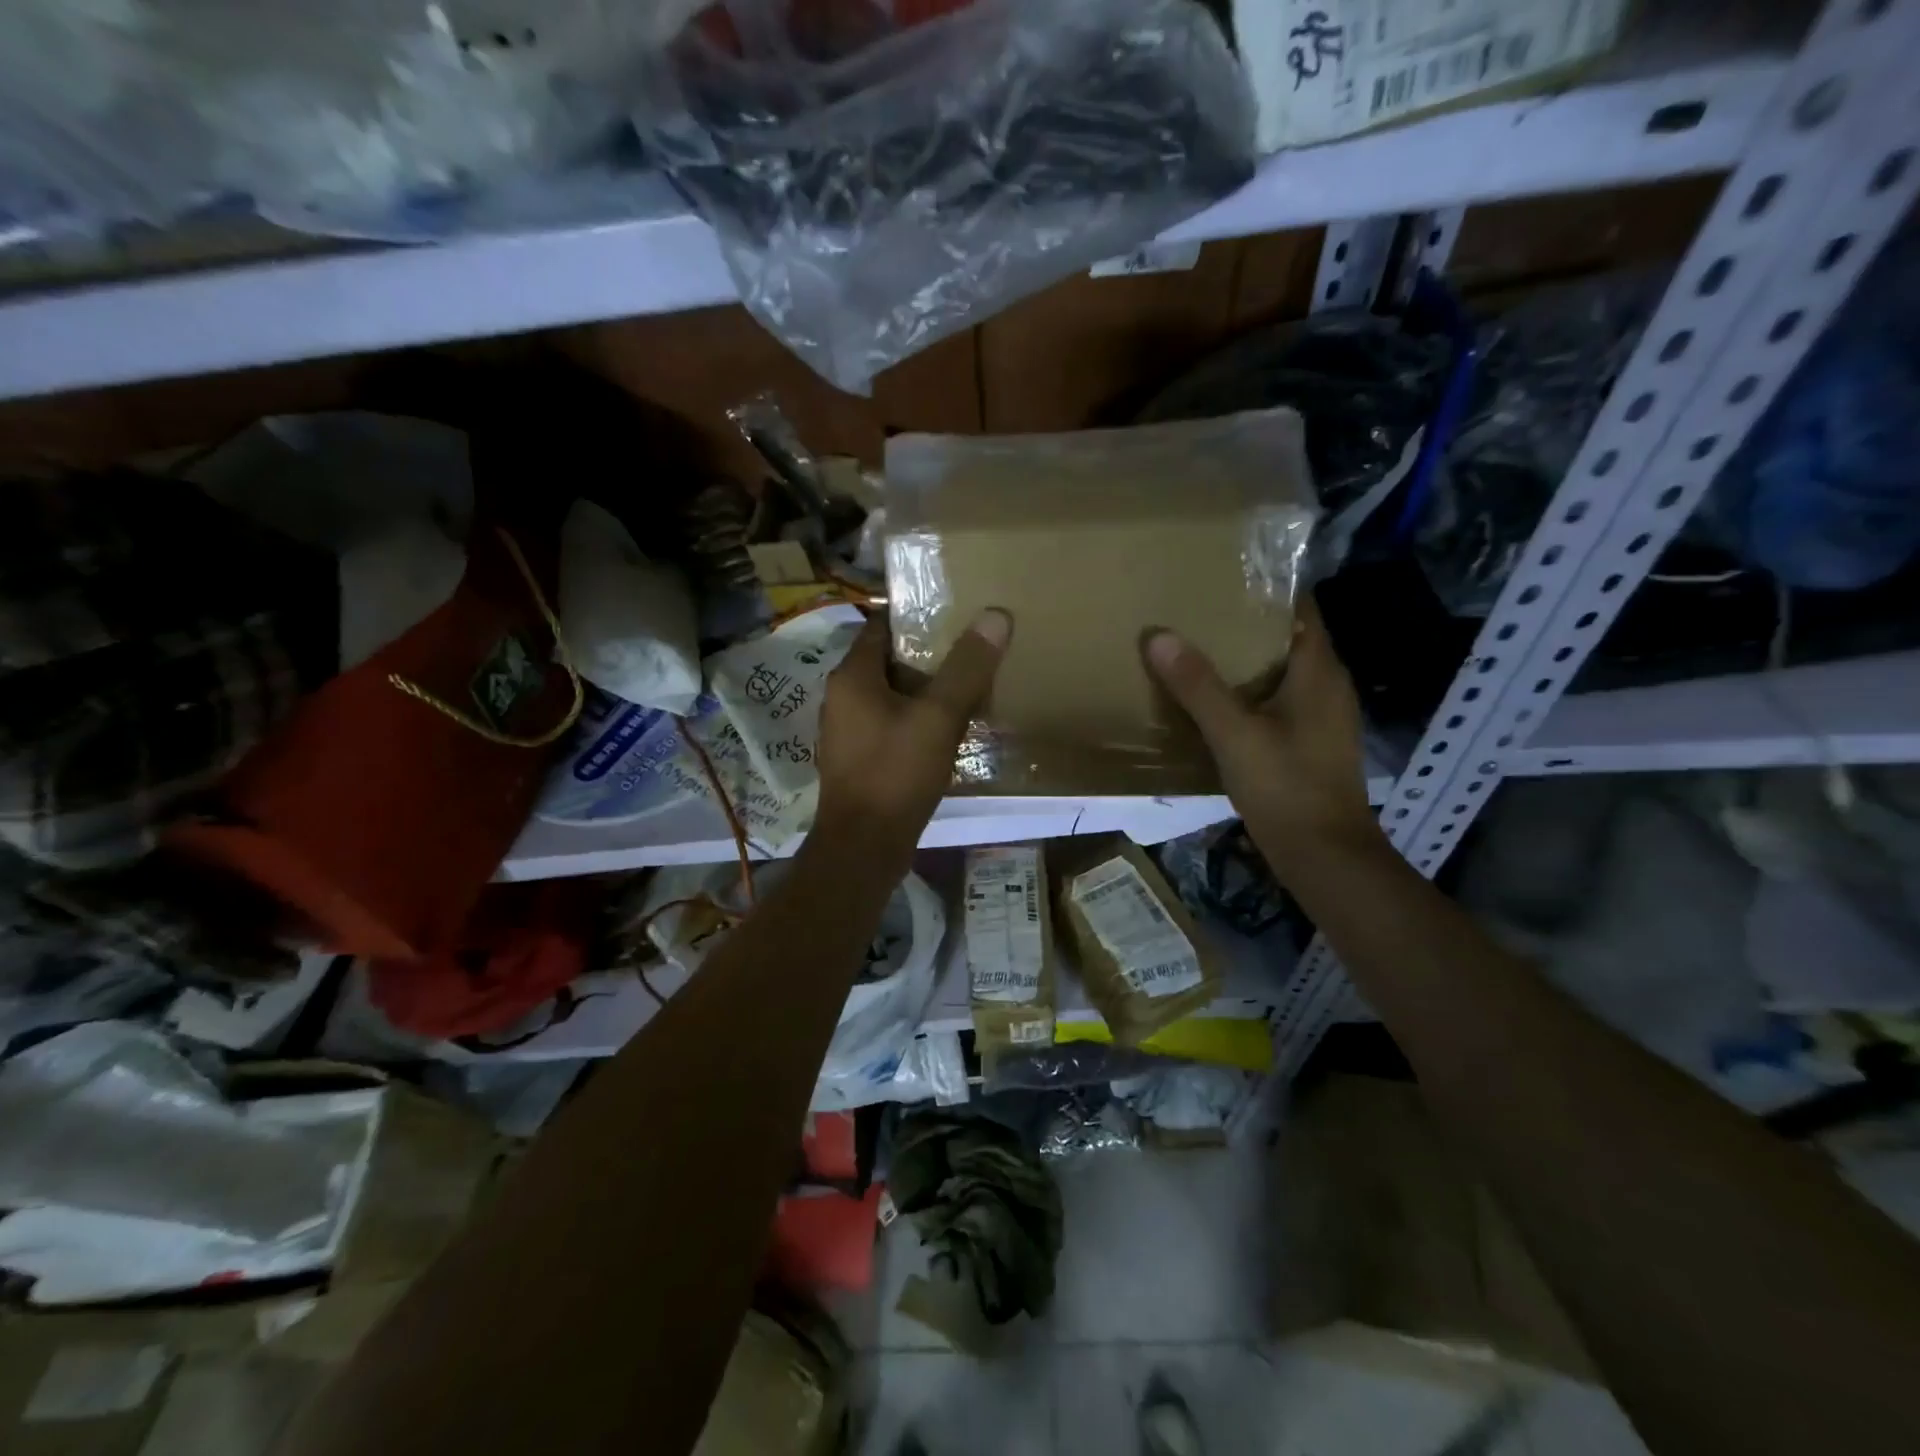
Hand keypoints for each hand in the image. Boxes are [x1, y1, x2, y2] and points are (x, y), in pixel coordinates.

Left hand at [813, 609, 1010, 857]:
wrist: (864, 847)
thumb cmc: (895, 774)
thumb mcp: (938, 717)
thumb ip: (966, 668)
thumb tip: (995, 616)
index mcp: (852, 676)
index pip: (881, 625)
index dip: (917, 616)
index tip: (956, 613)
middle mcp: (843, 697)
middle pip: (890, 661)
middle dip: (930, 655)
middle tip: (973, 650)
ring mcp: (850, 730)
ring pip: (893, 695)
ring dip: (927, 690)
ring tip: (971, 686)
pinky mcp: (861, 758)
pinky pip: (893, 724)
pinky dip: (919, 719)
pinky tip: (950, 729)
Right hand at [1145, 596, 1383, 870]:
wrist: (1324, 856)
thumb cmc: (1286, 787)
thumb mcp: (1234, 734)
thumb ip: (1197, 686)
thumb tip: (1158, 635)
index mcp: (1319, 670)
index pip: (1300, 607)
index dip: (1265, 587)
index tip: (1221, 577)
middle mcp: (1326, 685)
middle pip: (1287, 637)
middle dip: (1244, 623)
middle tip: (1195, 611)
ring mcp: (1320, 716)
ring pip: (1280, 672)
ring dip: (1244, 660)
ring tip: (1196, 649)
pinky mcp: (1309, 743)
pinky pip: (1277, 701)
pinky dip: (1248, 693)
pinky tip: (1214, 702)